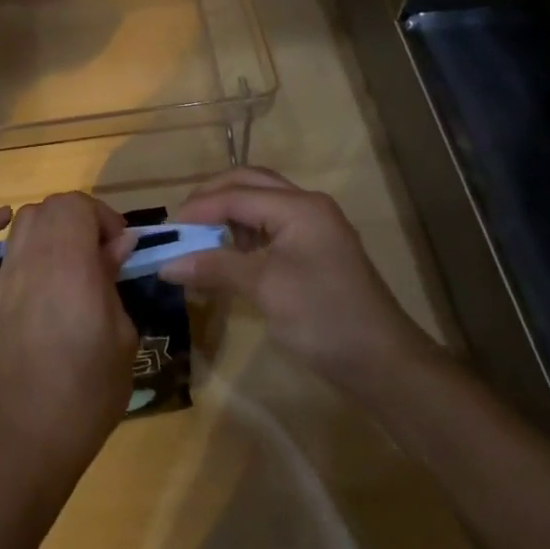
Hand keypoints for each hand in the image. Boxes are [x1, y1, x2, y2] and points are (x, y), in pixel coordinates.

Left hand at [0, 193, 137, 487]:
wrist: (35, 434)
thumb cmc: (90, 389)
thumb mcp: (123, 334)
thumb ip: (113, 279)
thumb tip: (117, 243)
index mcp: (71, 267)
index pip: (78, 205)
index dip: (103, 216)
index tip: (119, 247)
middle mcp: (33, 260)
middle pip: (52, 207)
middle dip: (81, 218)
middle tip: (100, 251)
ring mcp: (3, 277)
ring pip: (22, 220)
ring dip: (48, 224)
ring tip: (66, 250)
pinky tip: (3, 223)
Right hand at [159, 167, 440, 397]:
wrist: (384, 364)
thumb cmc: (322, 318)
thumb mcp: (263, 289)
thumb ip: (214, 267)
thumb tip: (165, 264)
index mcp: (298, 207)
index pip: (235, 195)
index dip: (197, 210)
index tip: (166, 231)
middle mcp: (307, 206)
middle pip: (249, 184)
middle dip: (212, 198)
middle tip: (182, 223)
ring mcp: (314, 227)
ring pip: (260, 202)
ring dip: (228, 213)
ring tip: (202, 239)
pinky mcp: (315, 250)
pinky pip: (271, 226)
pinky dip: (245, 233)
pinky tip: (230, 256)